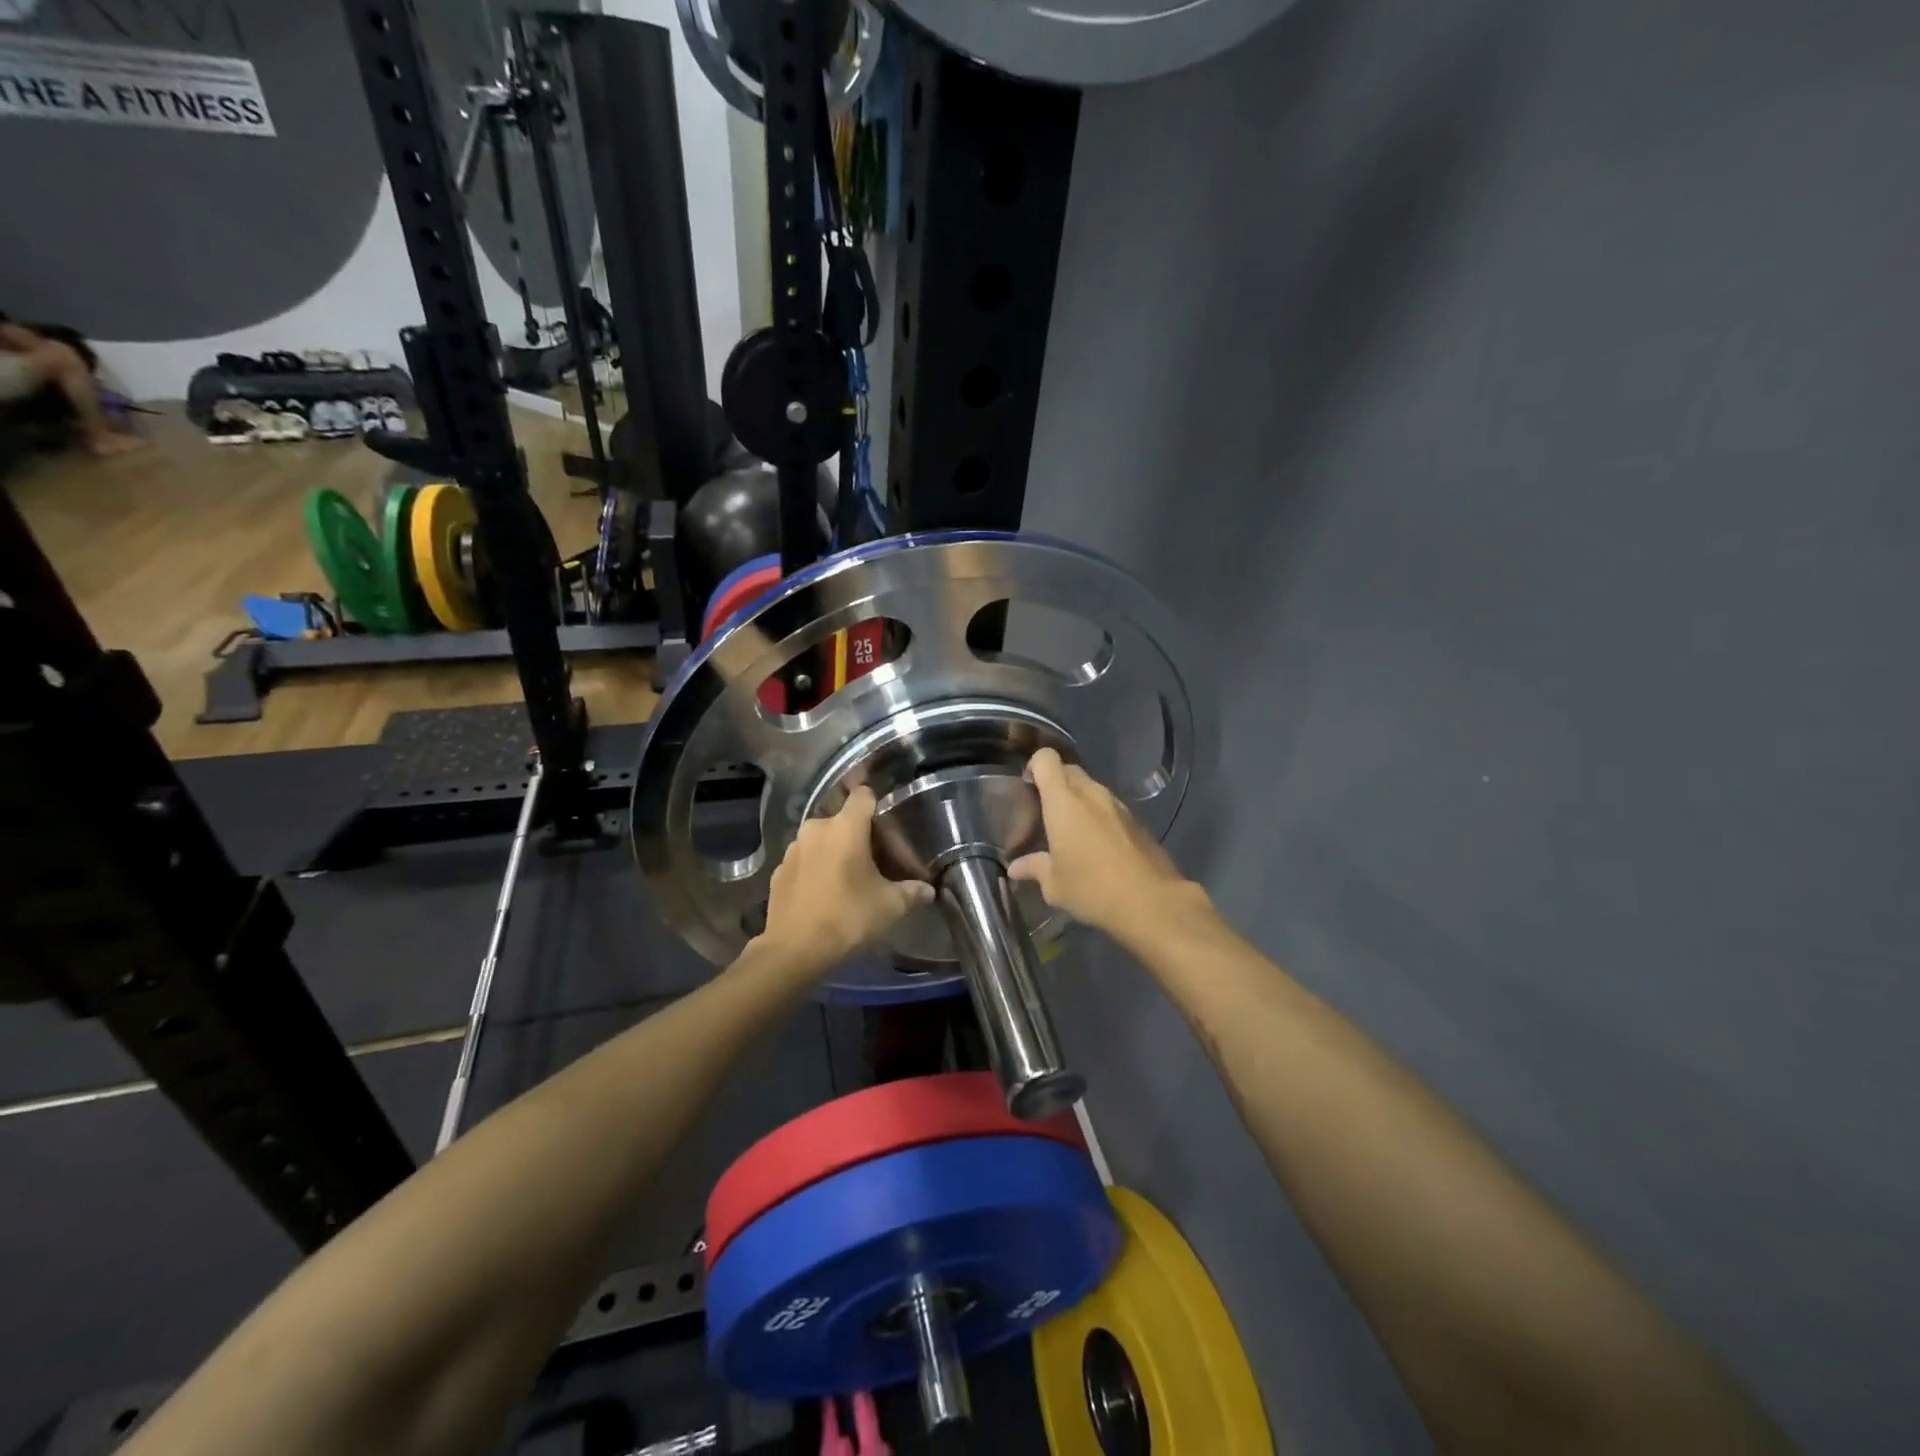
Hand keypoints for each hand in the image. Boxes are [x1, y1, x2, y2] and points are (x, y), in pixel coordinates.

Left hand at [756, 786, 933, 977]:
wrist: (794, 951)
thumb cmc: (848, 918)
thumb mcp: (890, 907)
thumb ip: (912, 892)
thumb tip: (928, 890)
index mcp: (845, 827)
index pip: (863, 794)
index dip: (877, 803)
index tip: (888, 823)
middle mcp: (816, 828)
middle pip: (842, 820)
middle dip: (857, 834)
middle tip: (874, 858)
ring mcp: (793, 849)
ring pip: (821, 840)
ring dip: (834, 851)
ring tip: (848, 877)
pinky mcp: (778, 870)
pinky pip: (804, 860)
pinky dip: (814, 869)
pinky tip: (823, 893)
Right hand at [1009, 748, 1198, 938]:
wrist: (1151, 902)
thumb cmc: (1092, 888)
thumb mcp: (1054, 885)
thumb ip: (1034, 868)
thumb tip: (1015, 868)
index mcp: (1064, 802)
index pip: (1046, 759)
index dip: (1034, 765)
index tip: (1027, 786)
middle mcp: (1092, 794)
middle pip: (1069, 770)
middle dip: (1055, 782)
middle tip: (1046, 811)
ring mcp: (1118, 805)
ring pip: (1092, 788)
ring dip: (1079, 800)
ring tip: (1072, 831)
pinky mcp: (1137, 820)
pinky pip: (1111, 807)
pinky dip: (1100, 816)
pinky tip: (1099, 846)